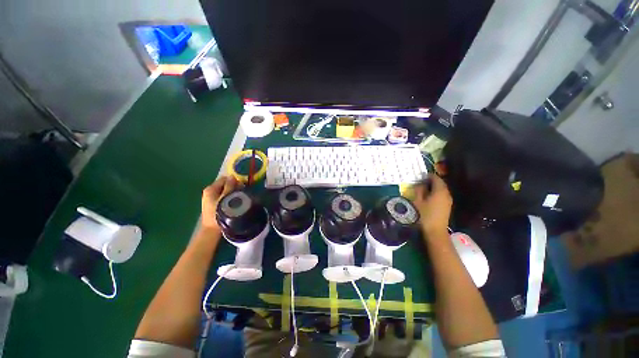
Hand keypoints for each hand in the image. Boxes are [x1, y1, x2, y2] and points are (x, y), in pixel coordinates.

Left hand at [201, 176, 241, 230]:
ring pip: (225, 191)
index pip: (224, 179)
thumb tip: (233, 177)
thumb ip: (229, 187)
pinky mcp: (214, 204)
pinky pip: (224, 197)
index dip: (234, 181)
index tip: (242, 186)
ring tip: (239, 199)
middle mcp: (209, 192)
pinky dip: (230, 198)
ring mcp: (211, 198)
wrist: (212, 230)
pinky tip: (234, 203)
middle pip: (224, 185)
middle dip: (234, 187)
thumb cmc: (219, 212)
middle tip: (241, 193)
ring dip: (232, 193)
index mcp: (210, 189)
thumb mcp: (225, 198)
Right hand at [412, 175, 452, 236]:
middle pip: (440, 183)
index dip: (428, 176)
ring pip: (442, 189)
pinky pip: (442, 195)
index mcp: (440, 191)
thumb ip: (419, 190)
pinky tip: (429, 196)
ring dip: (434, 187)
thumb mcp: (418, 201)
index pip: (436, 178)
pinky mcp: (447, 206)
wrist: (435, 231)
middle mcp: (446, 194)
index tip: (420, 176)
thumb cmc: (425, 215)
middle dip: (431, 181)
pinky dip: (436, 192)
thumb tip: (420, 184)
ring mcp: (448, 200)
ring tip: (423, 188)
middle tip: (421, 181)